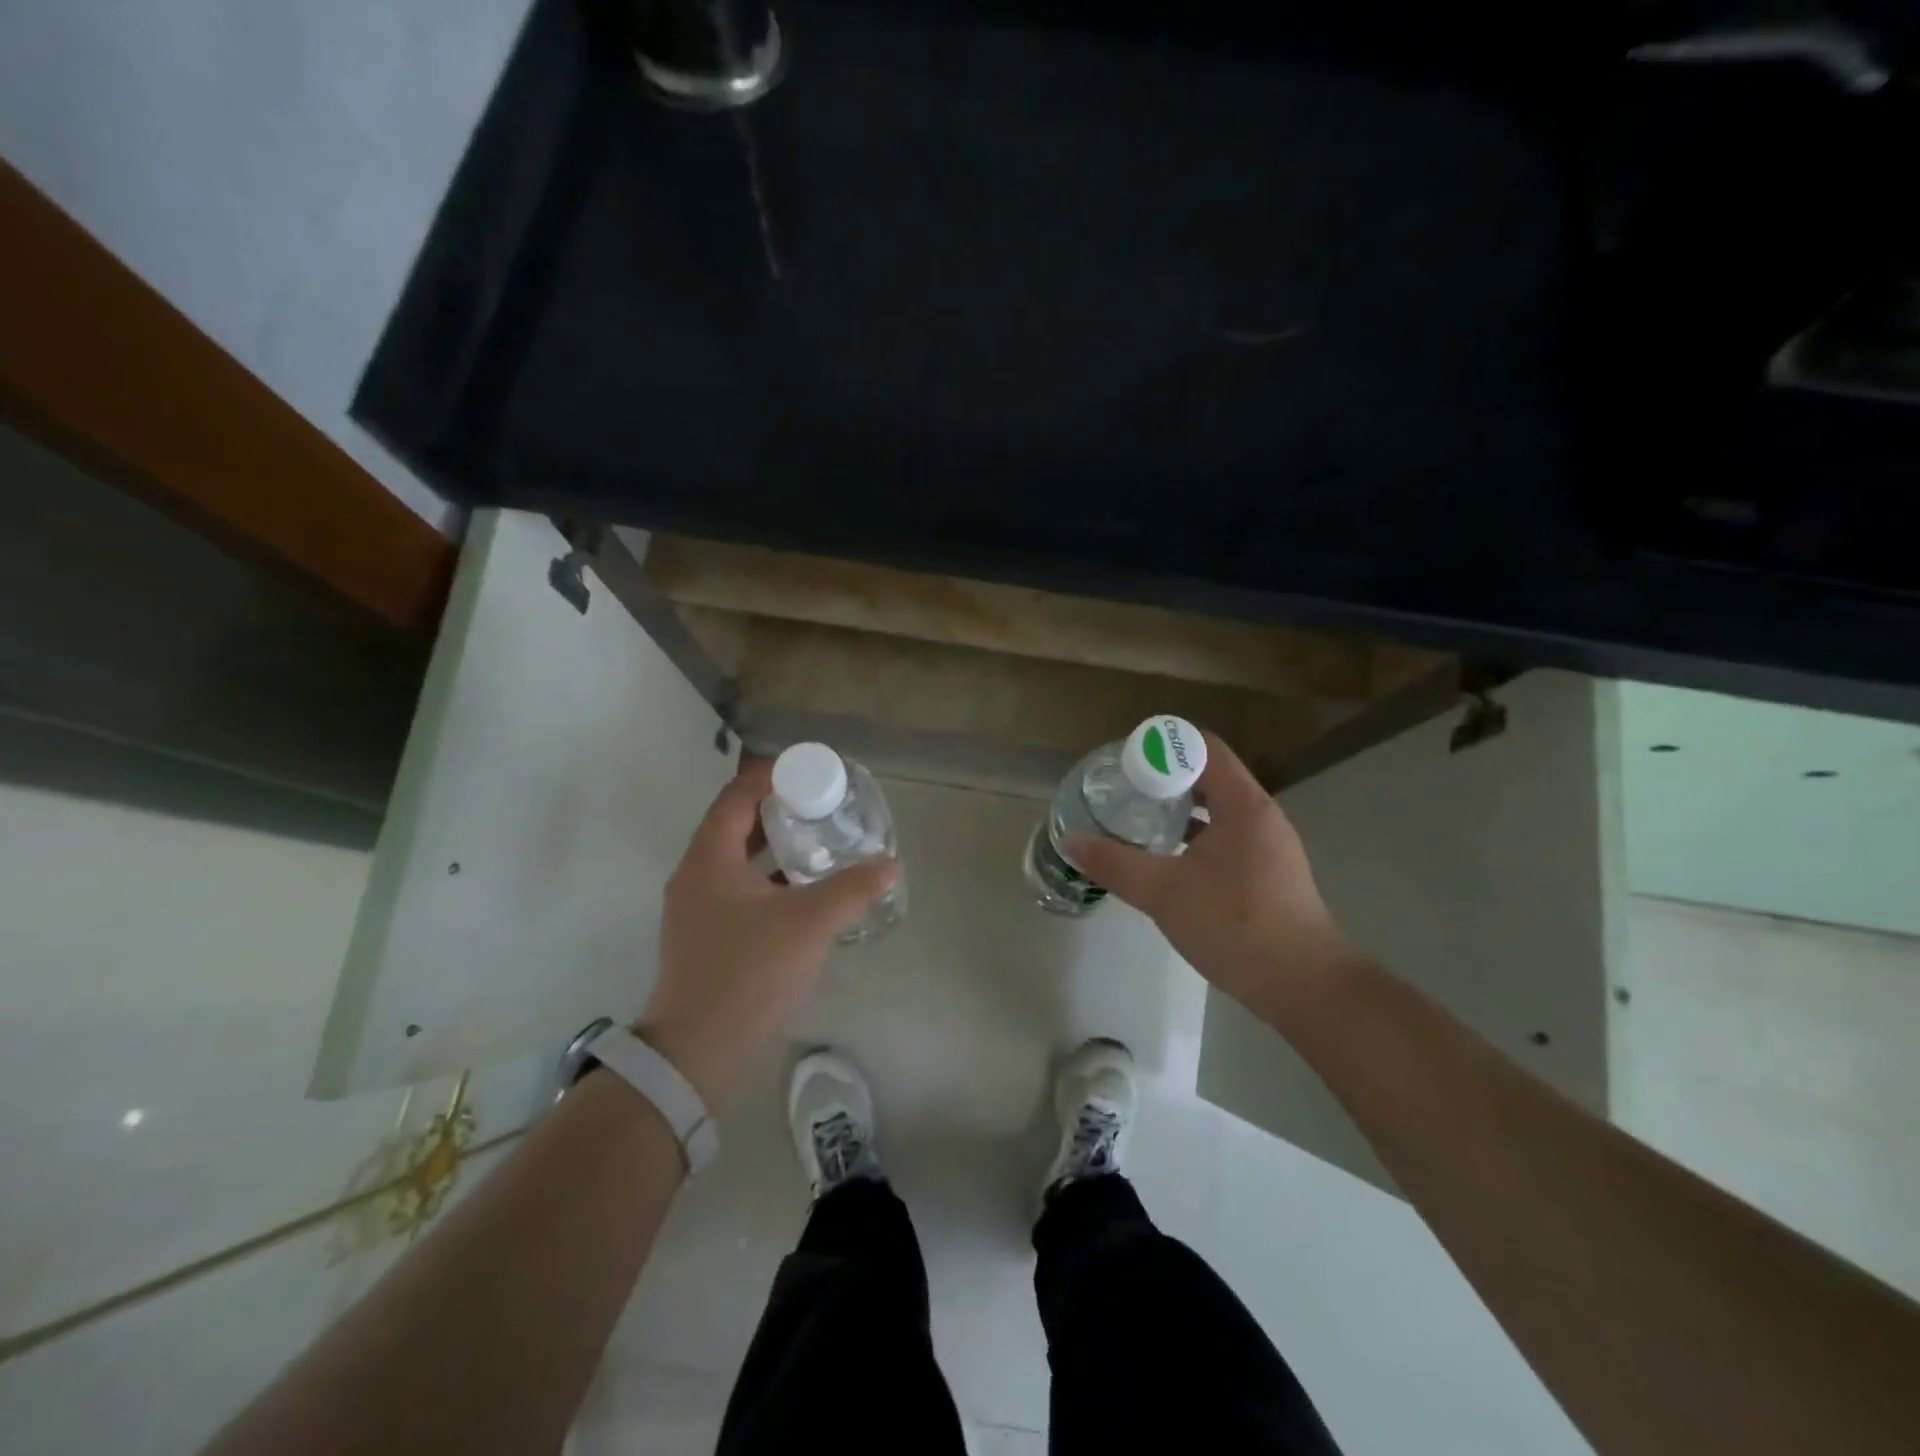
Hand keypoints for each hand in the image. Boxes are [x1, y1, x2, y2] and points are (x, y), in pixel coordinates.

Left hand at [639, 757, 897, 1106]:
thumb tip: (890, 865)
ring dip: (773, 844)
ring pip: (736, 856)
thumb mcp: (809, 924)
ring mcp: (695, 905)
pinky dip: (766, 875)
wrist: (698, 1048)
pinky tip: (800, 888)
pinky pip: (736, 885)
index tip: (812, 772)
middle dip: (778, 809)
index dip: (772, 776)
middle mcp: (695, 872)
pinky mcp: (703, 932)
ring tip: (818, 840)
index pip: (738, 794)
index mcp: (709, 857)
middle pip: (735, 822)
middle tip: (822, 805)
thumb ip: (851, 889)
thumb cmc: (749, 972)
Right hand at [1066, 730, 1359, 1024]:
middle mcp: (1260, 816)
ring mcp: (1268, 846)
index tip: (1125, 760)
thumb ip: (1114, 863)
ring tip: (1137, 819)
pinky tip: (1165, 858)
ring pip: (1217, 811)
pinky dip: (1194, 838)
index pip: (1204, 748)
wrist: (1303, 986)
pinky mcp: (1267, 874)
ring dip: (1178, 810)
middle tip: (1122, 789)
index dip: (1163, 746)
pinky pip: (1225, 838)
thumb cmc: (1235, 925)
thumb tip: (1070, 840)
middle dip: (1164, 779)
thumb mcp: (1164, 892)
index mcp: (1243, 805)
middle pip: (1209, 777)